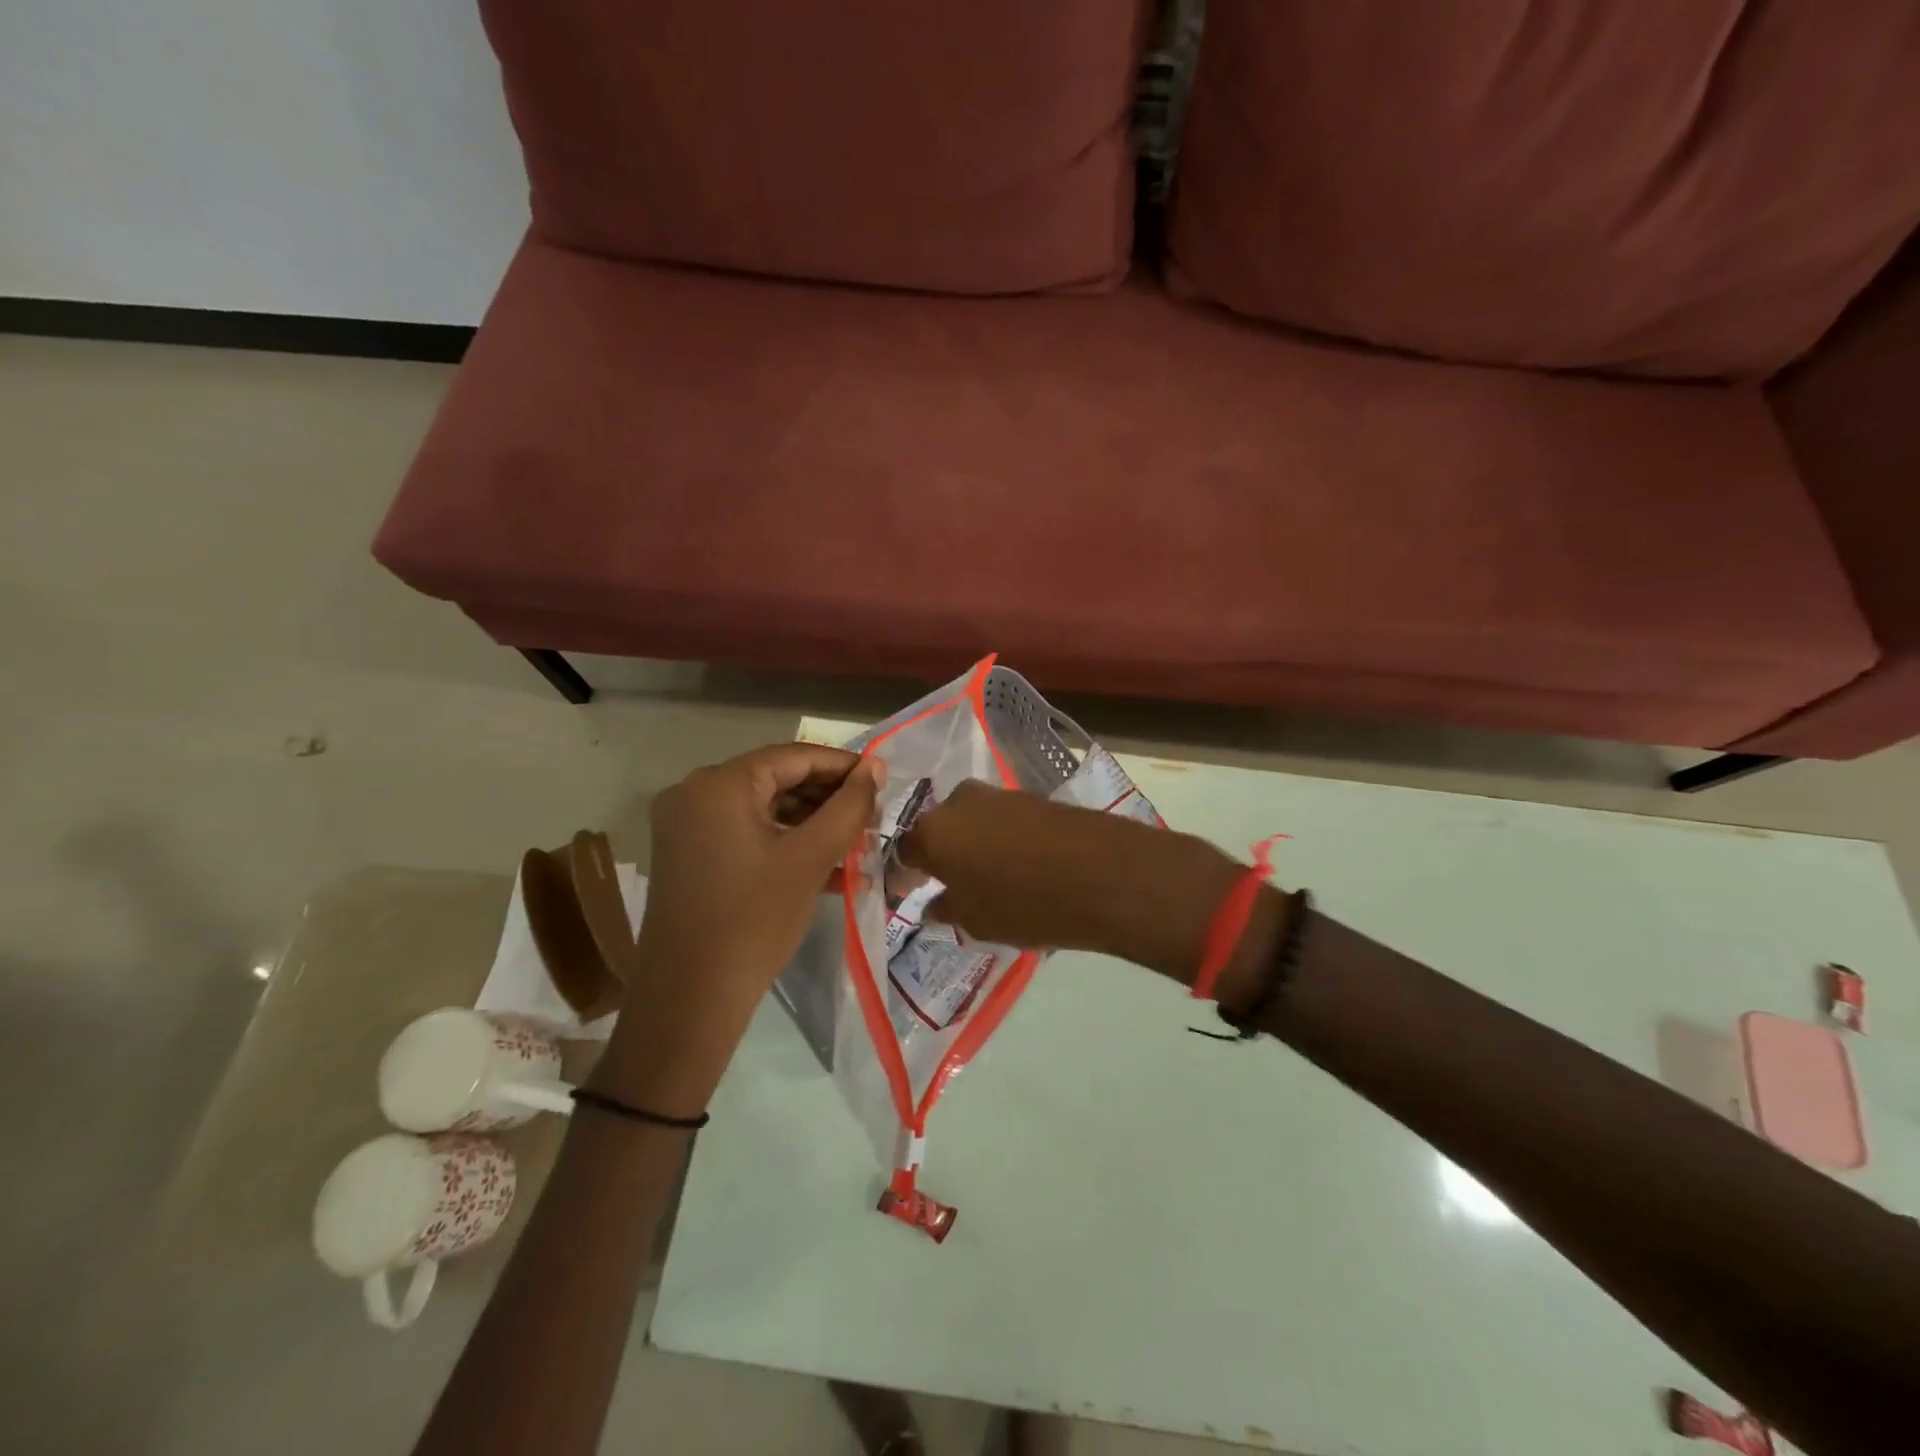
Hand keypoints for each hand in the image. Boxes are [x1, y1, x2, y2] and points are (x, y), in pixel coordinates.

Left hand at [592, 744, 879, 1115]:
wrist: (690, 999)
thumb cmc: (755, 920)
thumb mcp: (811, 857)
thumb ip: (848, 806)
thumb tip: (874, 767)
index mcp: (719, 784)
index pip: (793, 756)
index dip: (842, 766)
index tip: (882, 780)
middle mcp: (694, 793)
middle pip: (776, 779)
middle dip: (827, 798)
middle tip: (872, 816)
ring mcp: (686, 825)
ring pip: (763, 808)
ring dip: (810, 823)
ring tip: (856, 842)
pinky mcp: (687, 855)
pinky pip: (745, 833)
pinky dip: (783, 842)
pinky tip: (825, 865)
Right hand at [901, 780, 1252, 982]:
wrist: (1104, 873)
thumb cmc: (1027, 904)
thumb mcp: (977, 921)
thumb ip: (947, 908)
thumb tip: (934, 902)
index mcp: (932, 832)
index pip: (902, 852)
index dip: (904, 876)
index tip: (909, 895)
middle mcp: (958, 802)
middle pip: (937, 830)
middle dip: (939, 856)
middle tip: (949, 886)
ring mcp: (997, 795)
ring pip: (969, 822)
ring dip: (970, 846)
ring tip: (987, 878)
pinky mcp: (1031, 796)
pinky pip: (999, 819)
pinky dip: (998, 839)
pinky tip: (1016, 865)